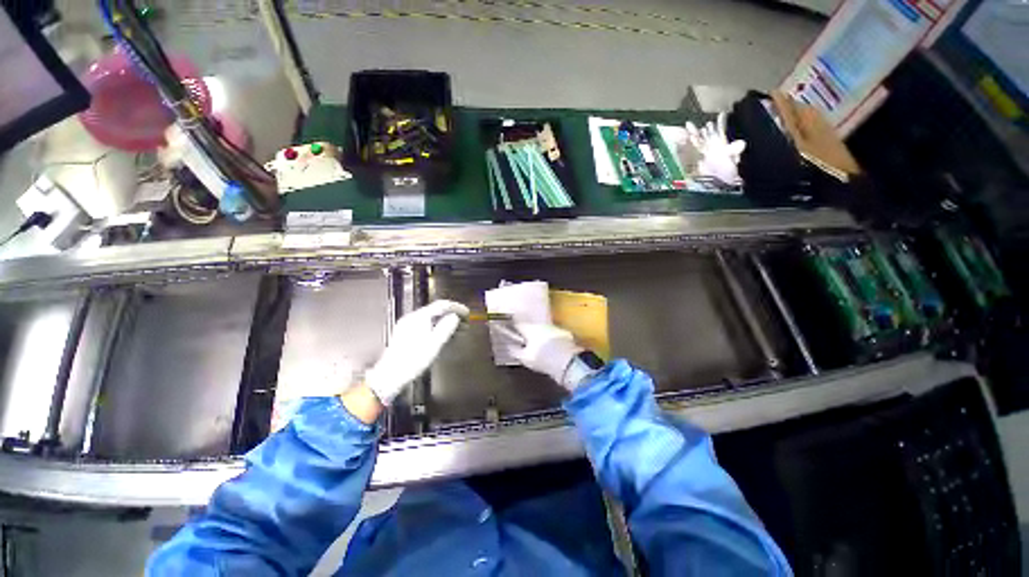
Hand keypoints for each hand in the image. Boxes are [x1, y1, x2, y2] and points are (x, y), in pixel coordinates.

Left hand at [366, 300, 468, 404]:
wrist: (390, 376)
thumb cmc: (413, 361)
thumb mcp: (434, 344)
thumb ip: (446, 328)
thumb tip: (454, 317)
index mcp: (419, 318)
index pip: (441, 305)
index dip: (456, 308)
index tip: (467, 313)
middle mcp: (412, 318)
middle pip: (436, 311)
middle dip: (452, 315)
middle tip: (465, 322)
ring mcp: (407, 326)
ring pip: (431, 318)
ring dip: (446, 322)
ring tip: (458, 330)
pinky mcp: (405, 334)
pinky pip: (425, 325)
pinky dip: (437, 327)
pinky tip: (444, 335)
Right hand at [508, 322, 583, 390]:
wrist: (568, 362)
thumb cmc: (543, 359)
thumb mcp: (525, 358)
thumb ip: (515, 351)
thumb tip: (509, 346)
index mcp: (530, 329)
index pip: (518, 323)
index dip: (514, 326)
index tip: (511, 328)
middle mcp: (542, 325)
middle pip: (531, 326)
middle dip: (528, 331)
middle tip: (524, 339)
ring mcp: (554, 328)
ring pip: (543, 329)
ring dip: (540, 335)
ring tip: (538, 345)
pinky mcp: (565, 334)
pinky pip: (554, 335)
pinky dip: (551, 339)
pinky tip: (551, 348)